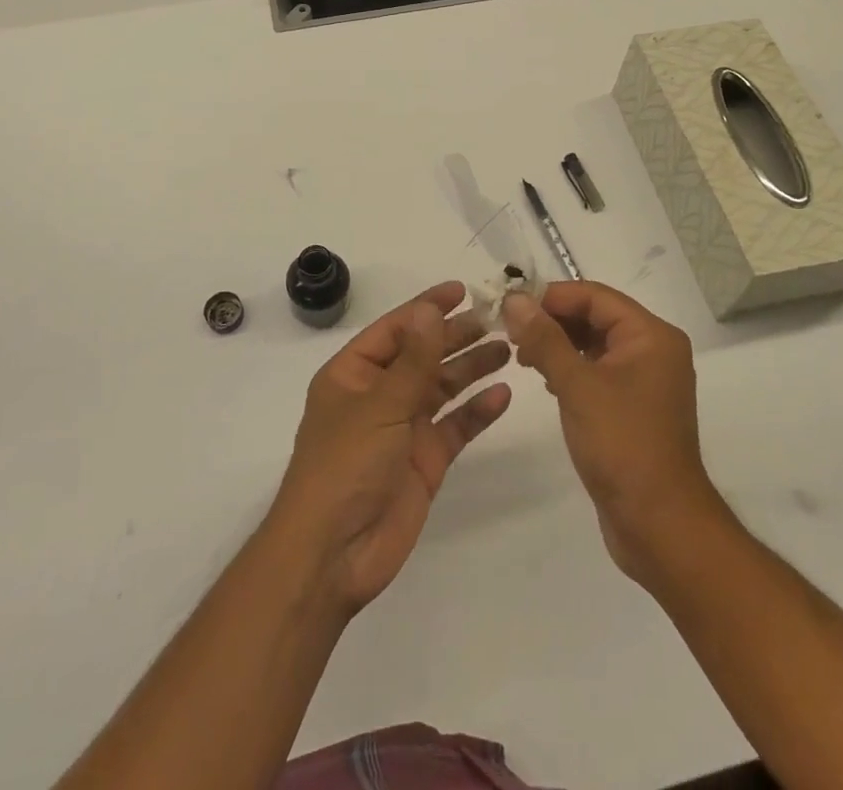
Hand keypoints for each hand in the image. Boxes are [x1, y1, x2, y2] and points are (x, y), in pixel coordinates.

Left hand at [267, 282, 511, 615]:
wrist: (334, 553)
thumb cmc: (345, 465)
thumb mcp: (380, 405)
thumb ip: (413, 360)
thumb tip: (430, 309)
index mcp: (354, 373)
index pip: (395, 328)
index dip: (426, 307)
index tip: (462, 290)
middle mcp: (379, 394)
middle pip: (423, 355)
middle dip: (456, 335)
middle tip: (497, 318)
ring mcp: (403, 428)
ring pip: (442, 388)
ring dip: (471, 367)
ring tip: (508, 348)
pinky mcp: (424, 460)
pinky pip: (455, 427)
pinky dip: (477, 411)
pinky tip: (503, 395)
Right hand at [503, 281, 726, 583]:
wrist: (661, 527)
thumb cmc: (623, 445)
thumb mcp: (577, 386)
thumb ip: (544, 338)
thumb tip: (514, 299)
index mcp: (651, 336)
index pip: (595, 296)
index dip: (552, 297)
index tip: (511, 307)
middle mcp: (653, 350)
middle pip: (595, 316)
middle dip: (552, 320)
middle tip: (511, 333)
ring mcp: (645, 381)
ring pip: (594, 344)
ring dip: (558, 344)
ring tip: (522, 357)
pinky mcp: (633, 407)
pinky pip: (598, 371)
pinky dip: (570, 369)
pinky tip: (546, 382)